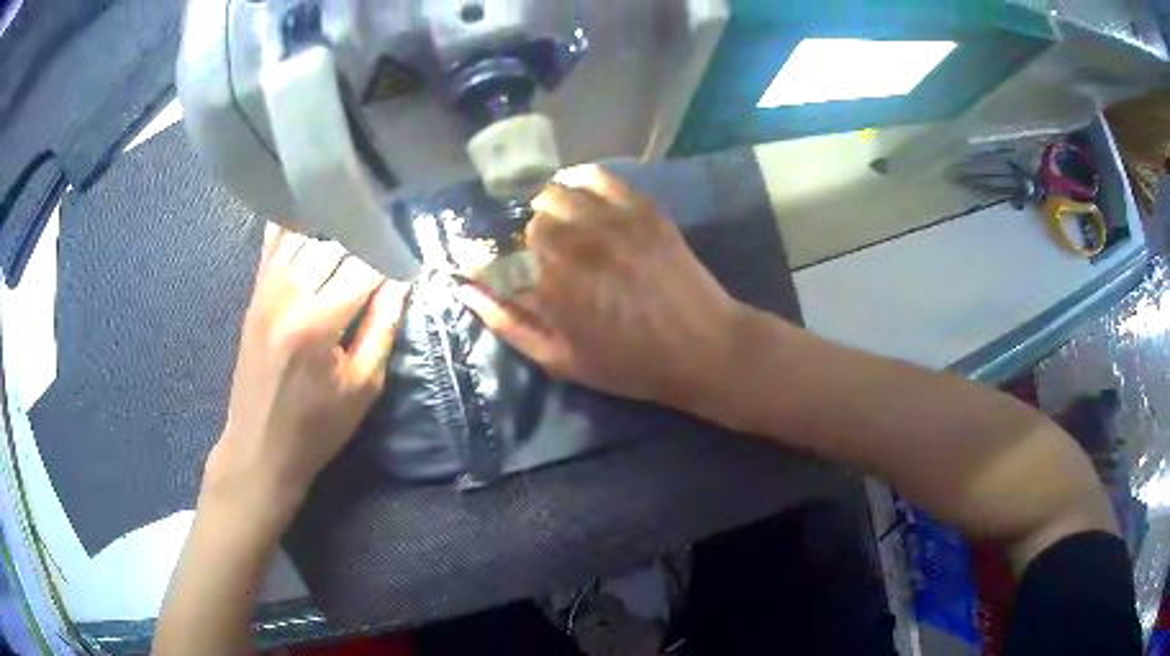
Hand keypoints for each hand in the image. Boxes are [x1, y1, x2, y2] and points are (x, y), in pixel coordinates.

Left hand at [204, 224, 408, 525]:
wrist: (259, 445)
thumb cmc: (316, 426)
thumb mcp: (362, 388)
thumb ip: (382, 328)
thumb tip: (401, 282)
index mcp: (318, 322)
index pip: (366, 266)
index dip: (393, 258)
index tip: (411, 258)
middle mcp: (288, 293)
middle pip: (336, 241)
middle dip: (367, 240)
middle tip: (387, 246)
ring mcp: (266, 288)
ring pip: (306, 232)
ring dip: (336, 229)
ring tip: (357, 231)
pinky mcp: (255, 292)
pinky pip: (273, 242)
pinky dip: (296, 225)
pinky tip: (315, 220)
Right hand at [459, 165, 748, 421]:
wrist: (703, 346)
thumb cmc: (630, 364)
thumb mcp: (561, 360)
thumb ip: (510, 325)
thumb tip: (468, 293)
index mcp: (551, 289)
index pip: (492, 259)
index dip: (474, 255)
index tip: (468, 254)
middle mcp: (574, 245)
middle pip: (524, 223)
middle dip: (520, 239)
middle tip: (534, 254)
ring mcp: (609, 221)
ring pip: (553, 193)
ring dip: (545, 208)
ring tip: (555, 225)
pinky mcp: (640, 208)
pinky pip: (596, 177)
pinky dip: (577, 181)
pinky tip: (577, 196)